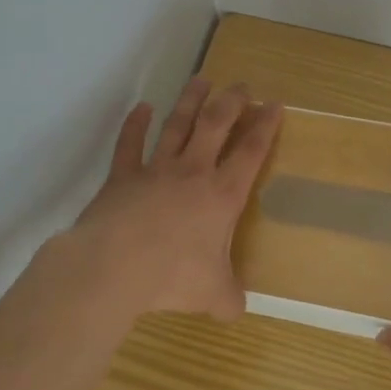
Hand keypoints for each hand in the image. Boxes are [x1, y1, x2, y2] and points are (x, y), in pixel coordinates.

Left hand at [56, 77, 280, 325]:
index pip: (251, 153)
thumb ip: (228, 299)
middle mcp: (193, 173)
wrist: (116, 266)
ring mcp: (156, 170)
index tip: (274, 104)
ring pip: (177, 125)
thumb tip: (235, 310)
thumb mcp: (212, 295)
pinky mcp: (123, 176)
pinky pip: (130, 143)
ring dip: (190, 101)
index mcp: (222, 196)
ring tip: (201, 79)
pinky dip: (134, 124)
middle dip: (232, 102)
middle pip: (216, 125)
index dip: (265, 127)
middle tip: (242, 85)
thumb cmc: (173, 276)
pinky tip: (140, 107)